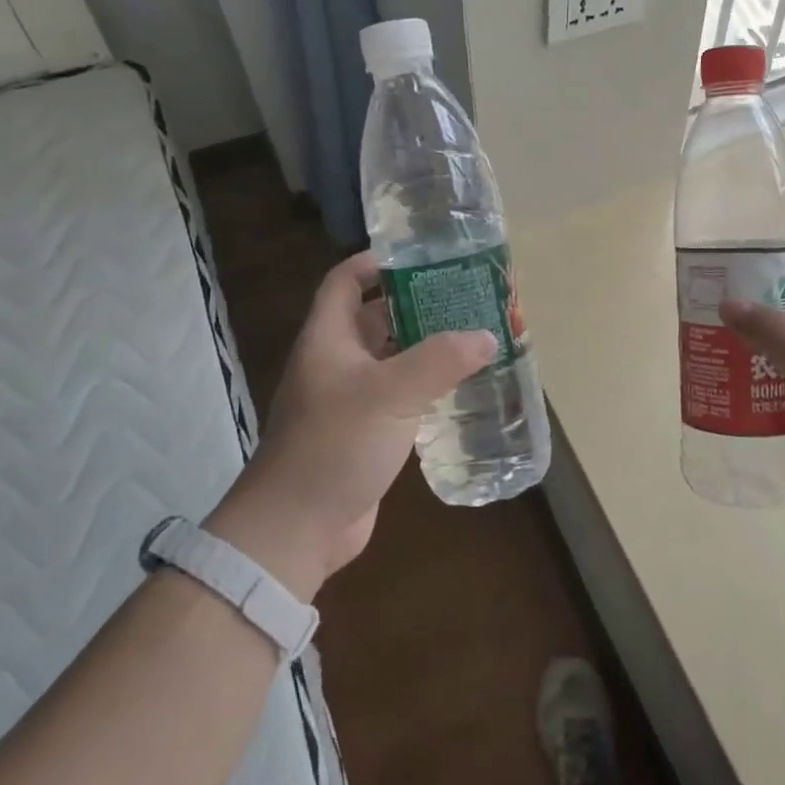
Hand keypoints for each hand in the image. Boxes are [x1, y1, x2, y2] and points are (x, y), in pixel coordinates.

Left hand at [205, 252, 494, 599]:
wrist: (297, 528)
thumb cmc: (335, 444)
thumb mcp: (390, 394)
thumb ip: (440, 360)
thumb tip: (487, 335)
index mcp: (329, 338)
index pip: (346, 281)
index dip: (377, 261)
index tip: (423, 256)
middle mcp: (336, 362)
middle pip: (376, 317)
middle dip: (417, 303)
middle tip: (465, 296)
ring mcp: (349, 399)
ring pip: (391, 359)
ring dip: (426, 347)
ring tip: (473, 335)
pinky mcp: (365, 432)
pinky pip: (399, 396)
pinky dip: (426, 386)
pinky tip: (461, 386)